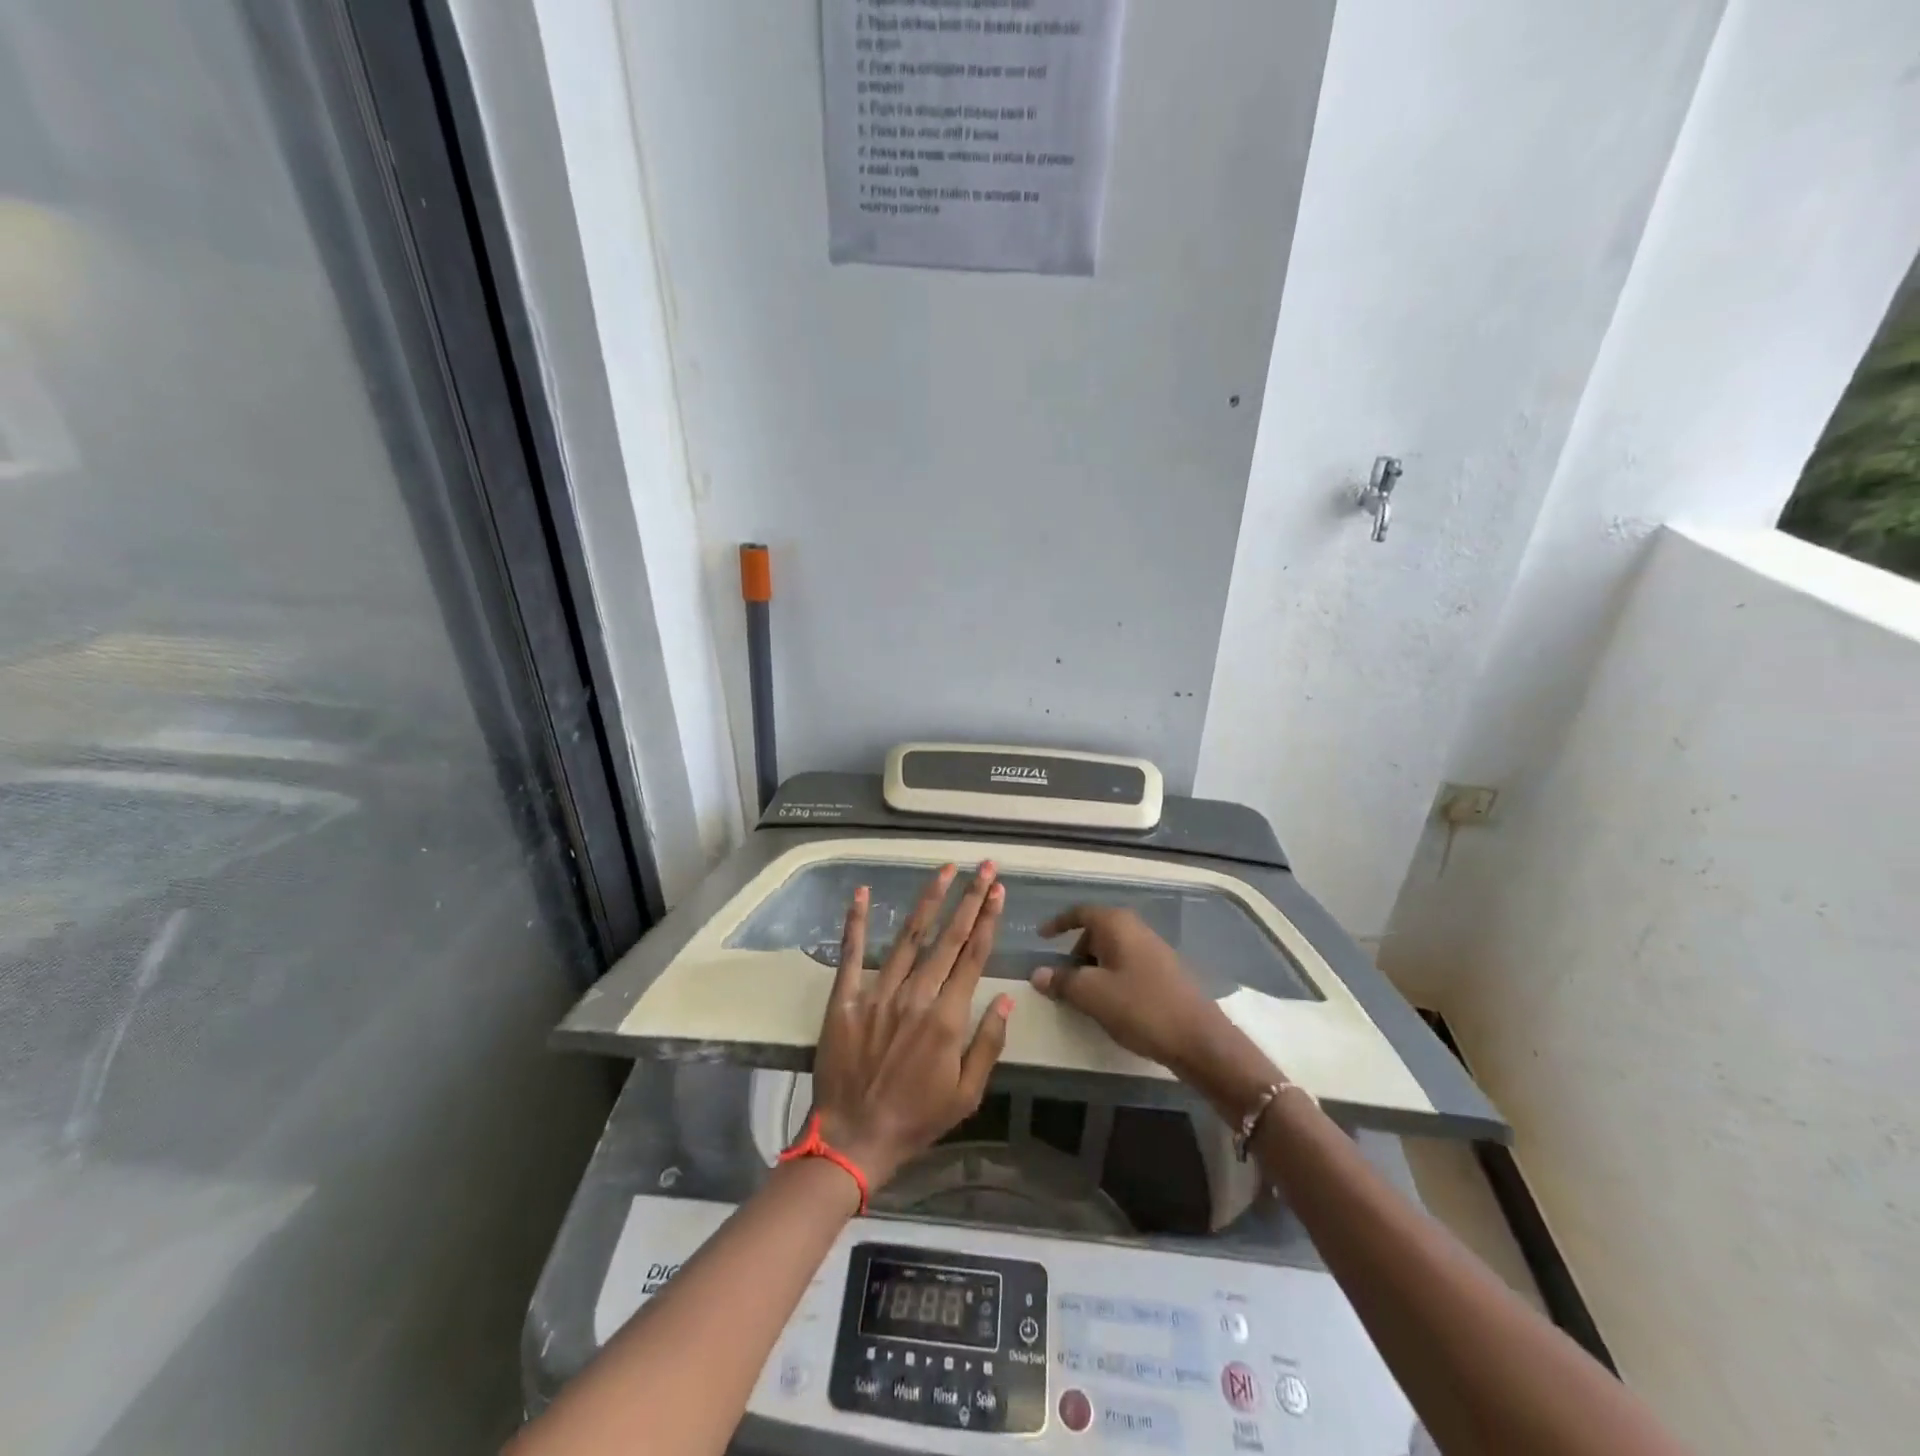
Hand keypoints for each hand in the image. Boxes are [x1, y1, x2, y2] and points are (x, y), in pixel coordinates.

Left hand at [810, 863, 1012, 1188]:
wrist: (853, 1139)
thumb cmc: (917, 1119)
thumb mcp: (967, 1094)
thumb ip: (988, 1044)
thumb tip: (1007, 999)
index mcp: (947, 1018)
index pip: (973, 956)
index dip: (988, 920)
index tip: (998, 890)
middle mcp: (916, 996)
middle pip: (948, 937)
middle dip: (970, 899)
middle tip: (984, 866)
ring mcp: (878, 993)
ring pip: (909, 937)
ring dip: (929, 900)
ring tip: (945, 869)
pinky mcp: (845, 999)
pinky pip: (852, 954)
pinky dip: (857, 922)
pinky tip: (863, 892)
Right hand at [1031, 905, 1234, 1080]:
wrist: (1198, 1038)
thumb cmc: (1140, 1007)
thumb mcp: (1092, 994)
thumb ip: (1062, 981)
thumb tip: (1037, 974)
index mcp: (1117, 924)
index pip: (1080, 913)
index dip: (1058, 923)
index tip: (1041, 937)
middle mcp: (1136, 929)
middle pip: (1096, 933)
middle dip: (1075, 953)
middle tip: (1062, 980)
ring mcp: (1154, 950)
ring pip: (1112, 951)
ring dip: (1093, 969)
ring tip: (1085, 998)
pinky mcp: (1165, 972)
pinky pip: (1127, 966)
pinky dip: (1112, 978)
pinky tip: (1112, 1005)